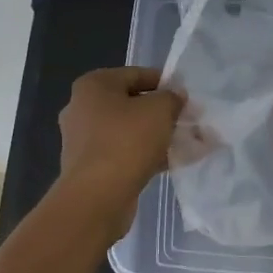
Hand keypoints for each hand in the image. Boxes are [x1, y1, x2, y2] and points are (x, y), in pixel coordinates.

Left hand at [56, 67, 184, 240]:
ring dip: (159, 136)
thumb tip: (175, 97)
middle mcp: (82, 108)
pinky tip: (175, 163)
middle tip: (190, 121)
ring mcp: (84, 140)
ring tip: (190, 144)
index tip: (187, 96)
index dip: (165, 83)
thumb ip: (172, 97)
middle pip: (132, 104)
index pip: (136, 75)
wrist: (97, 197)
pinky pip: (125, 154)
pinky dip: (148, 155)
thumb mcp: (159, 110)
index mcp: (93, 85)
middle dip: (164, 113)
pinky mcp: (91, 168)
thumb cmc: (126, 141)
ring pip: (130, 132)